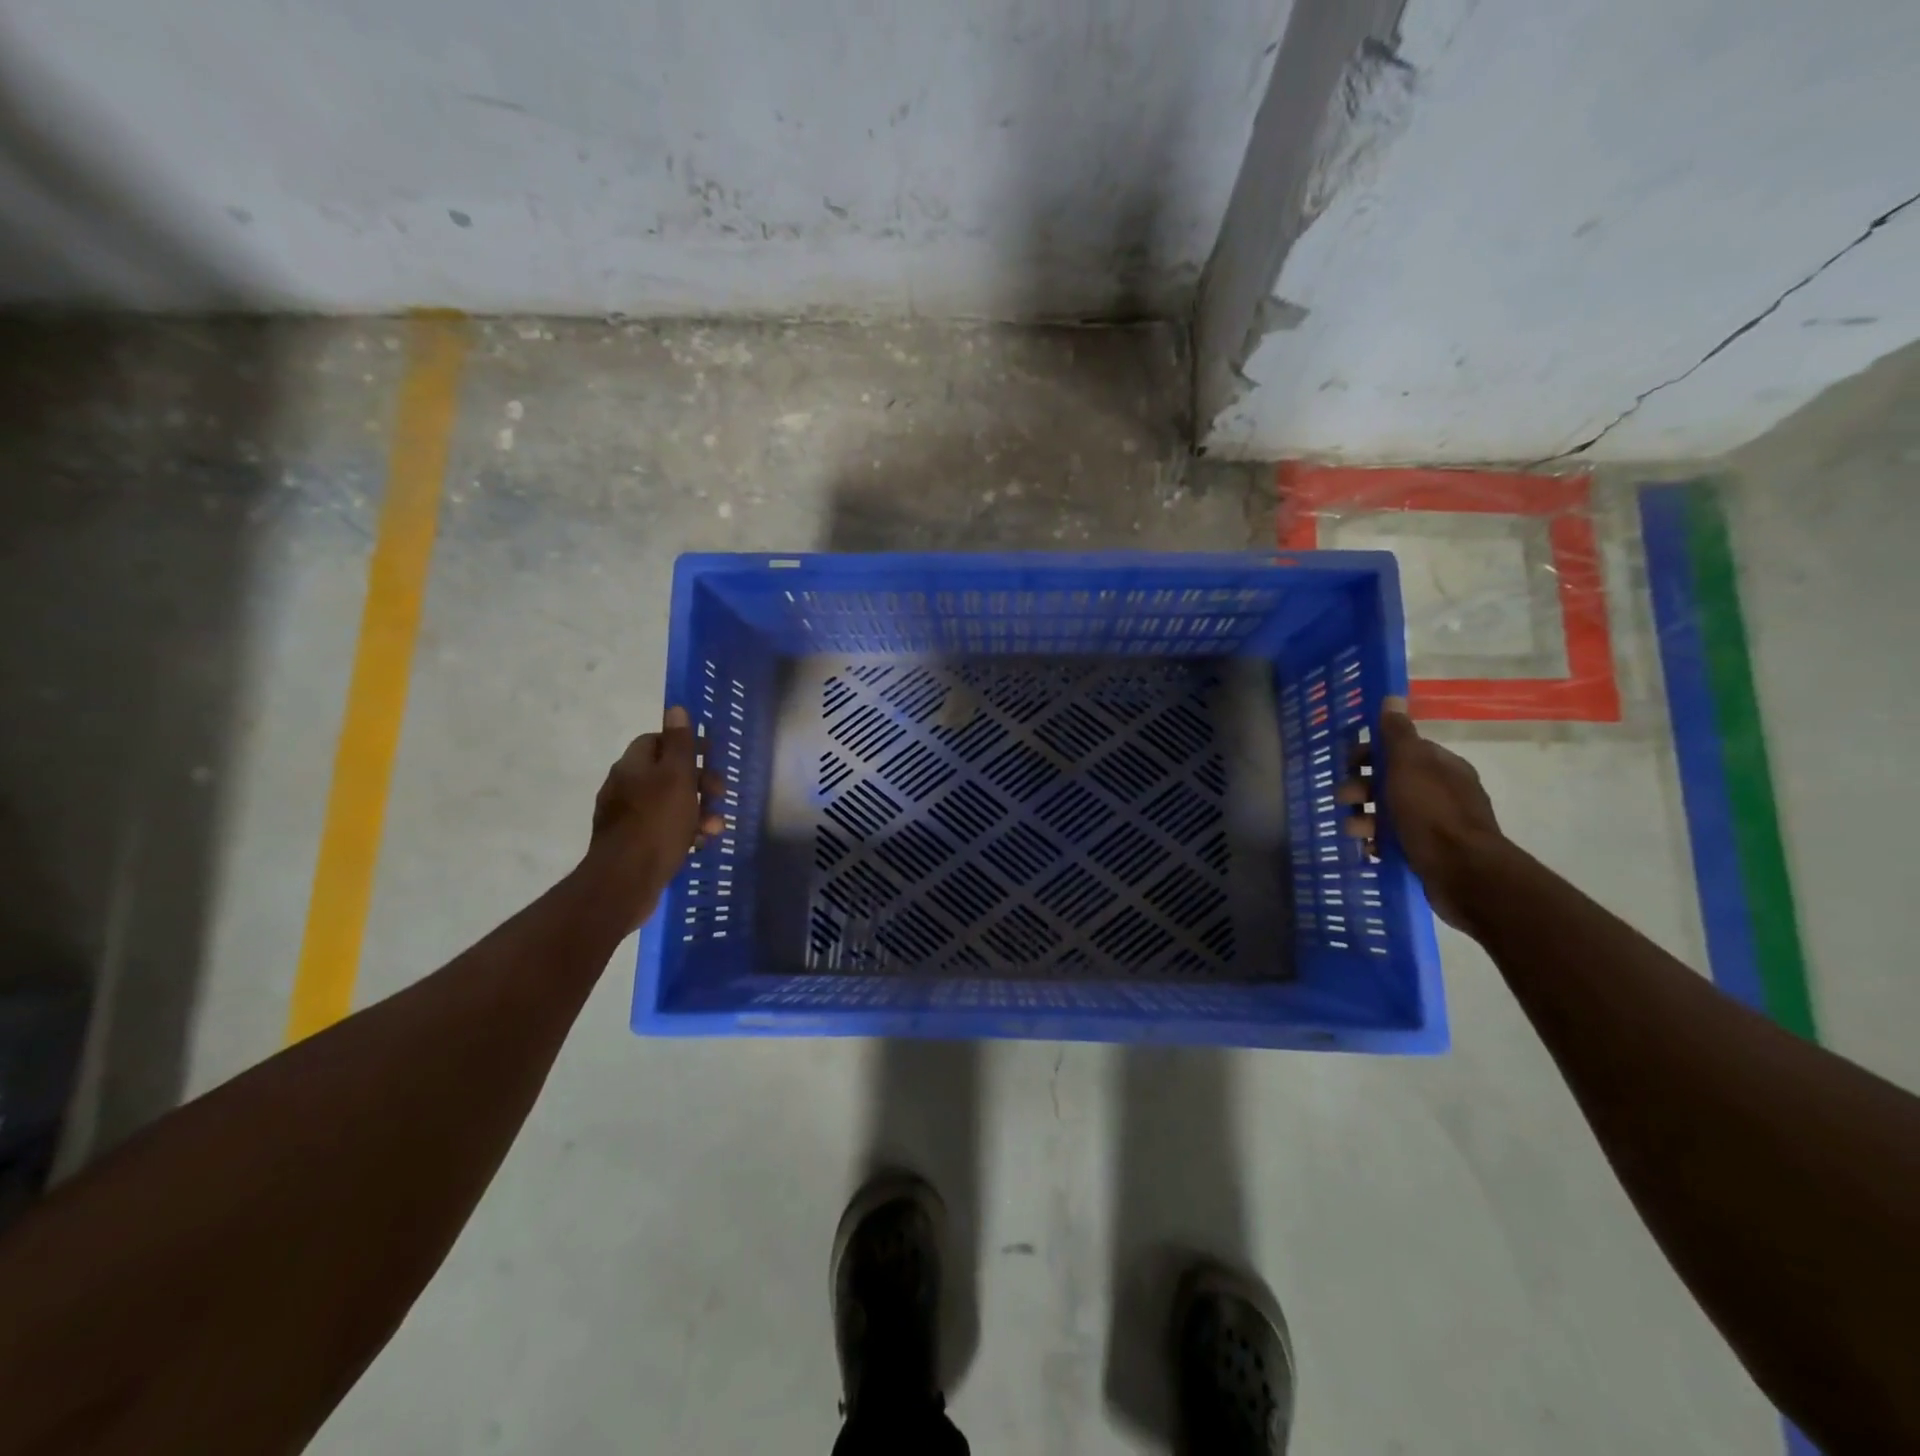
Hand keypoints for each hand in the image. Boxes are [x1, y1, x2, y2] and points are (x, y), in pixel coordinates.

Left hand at [584, 706, 725, 933]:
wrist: (625, 881)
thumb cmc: (656, 823)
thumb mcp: (676, 777)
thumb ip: (679, 743)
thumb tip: (675, 708)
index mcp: (632, 766)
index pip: (657, 740)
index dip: (684, 745)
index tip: (709, 756)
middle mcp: (624, 787)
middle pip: (666, 773)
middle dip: (698, 783)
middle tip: (720, 794)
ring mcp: (625, 817)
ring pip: (669, 804)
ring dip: (697, 811)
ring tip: (716, 827)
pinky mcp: (631, 844)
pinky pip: (663, 829)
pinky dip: (684, 832)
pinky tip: (699, 844)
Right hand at [1339, 695, 1501, 928]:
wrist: (1463, 872)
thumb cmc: (1432, 813)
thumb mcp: (1409, 766)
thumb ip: (1397, 734)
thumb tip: (1393, 698)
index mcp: (1440, 766)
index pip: (1400, 750)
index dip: (1370, 754)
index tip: (1347, 763)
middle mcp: (1441, 791)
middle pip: (1390, 781)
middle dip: (1362, 788)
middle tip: (1343, 800)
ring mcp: (1437, 823)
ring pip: (1389, 812)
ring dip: (1364, 818)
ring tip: (1353, 831)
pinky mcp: (1429, 852)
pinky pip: (1395, 840)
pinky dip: (1377, 842)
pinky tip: (1367, 849)